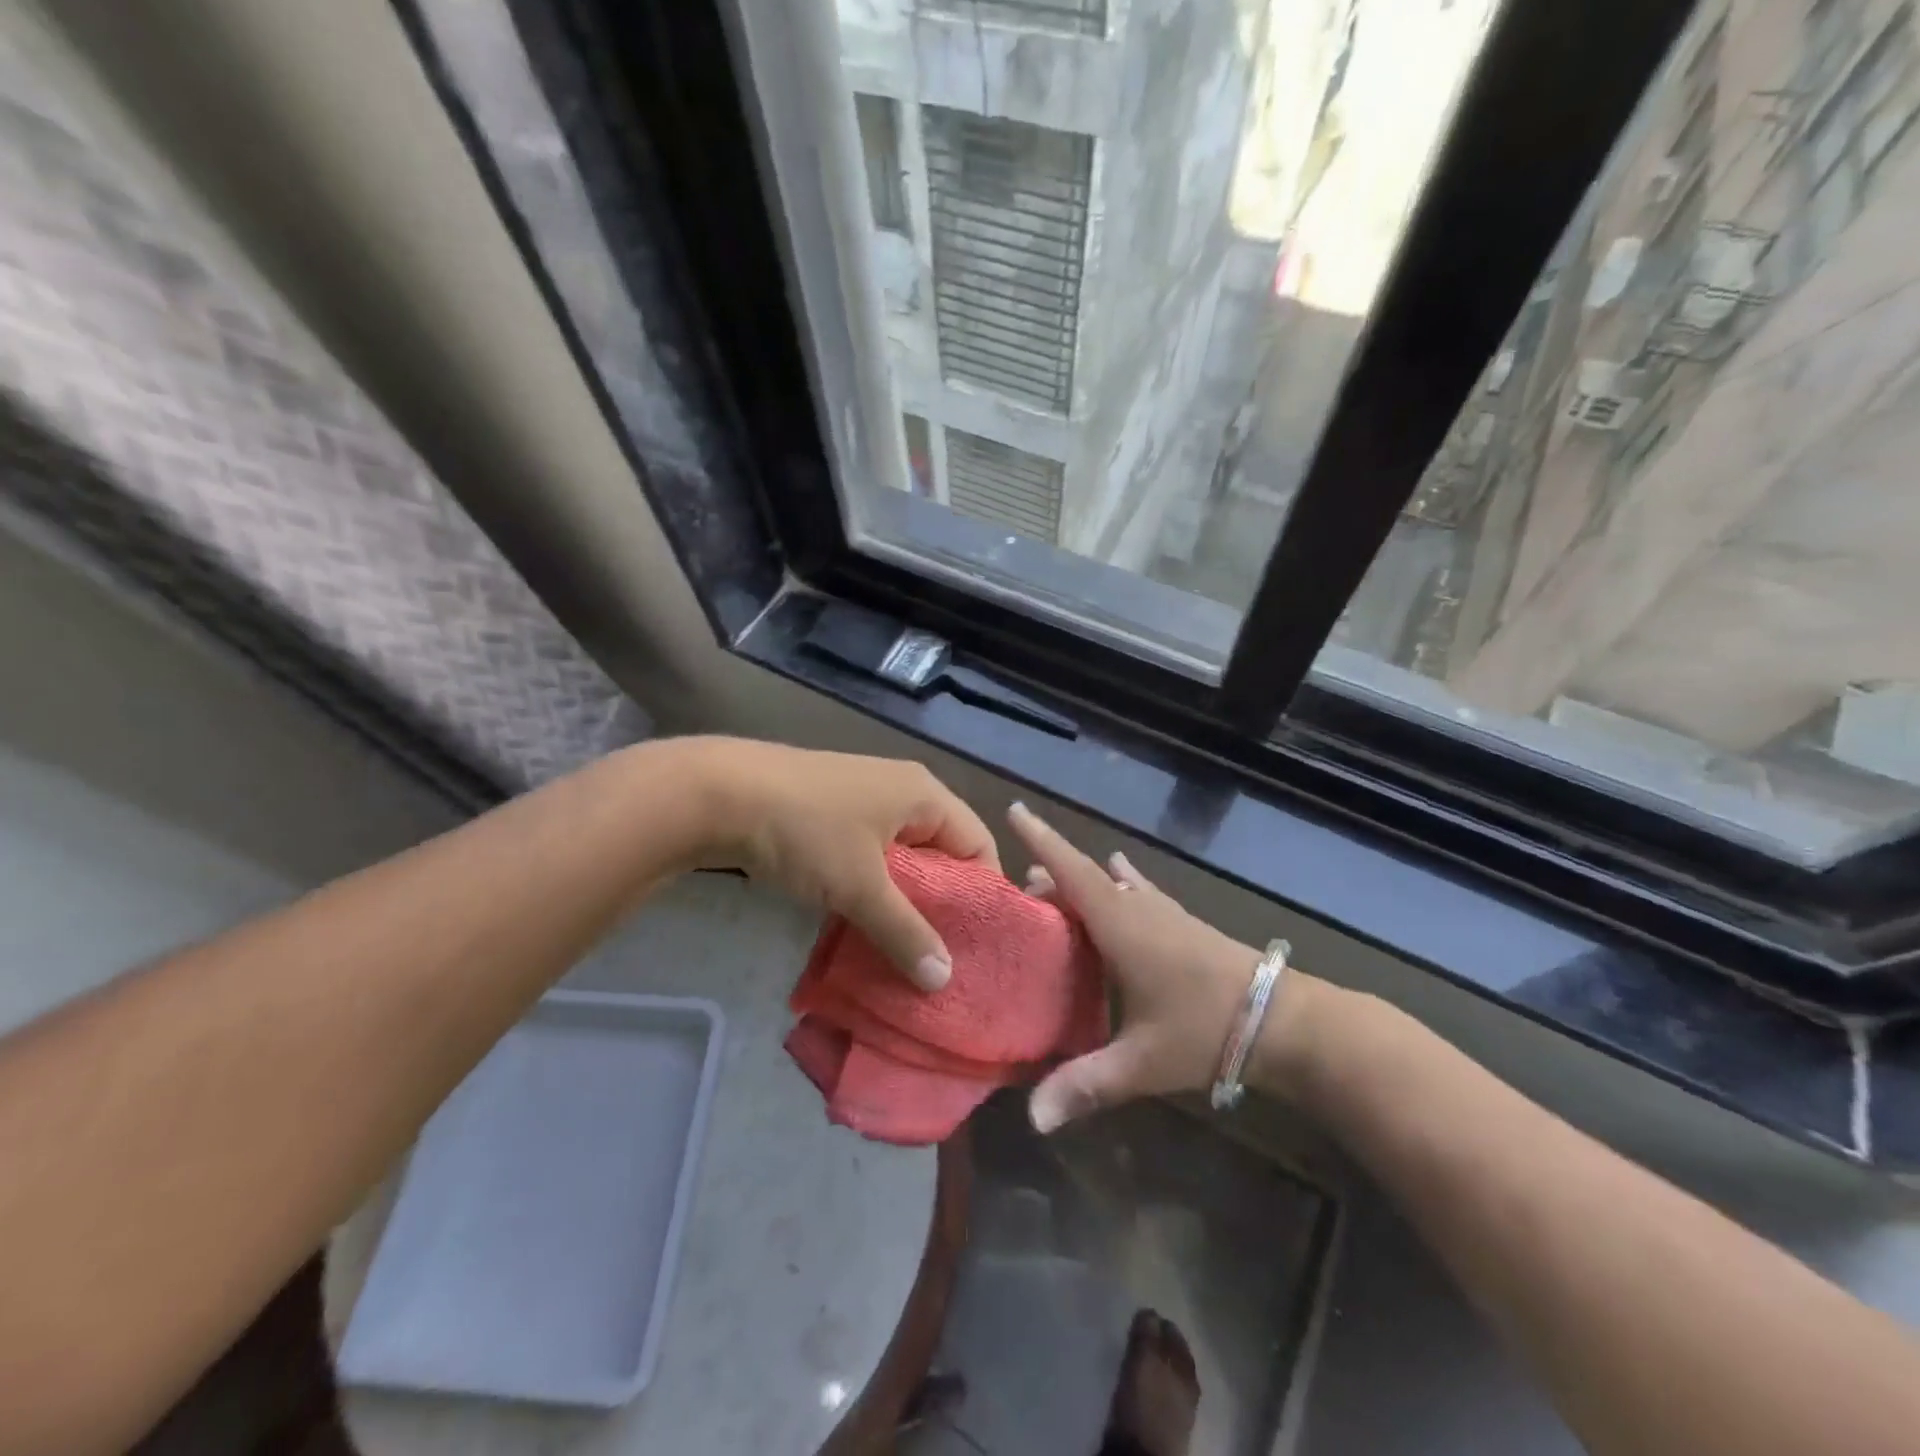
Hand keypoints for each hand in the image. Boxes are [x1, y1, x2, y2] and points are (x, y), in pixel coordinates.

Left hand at [695, 739, 998, 989]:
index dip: (985, 893)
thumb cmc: (807, 830)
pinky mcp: (833, 816)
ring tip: (908, 952)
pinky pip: (872, 858)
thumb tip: (944, 980)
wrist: (719, 794)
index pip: (979, 844)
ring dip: (906, 902)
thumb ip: (905, 932)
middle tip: (945, 957)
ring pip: (904, 859)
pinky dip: (874, 891)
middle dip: (945, 904)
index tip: (980, 944)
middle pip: (944, 853)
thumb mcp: (860, 885)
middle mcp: (903, 792)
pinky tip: (866, 927)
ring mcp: (865, 802)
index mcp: (925, 795)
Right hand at [1009, 801, 1266, 1131]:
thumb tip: (1034, 1121)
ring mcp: (1163, 912)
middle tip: (1016, 897)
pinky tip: (1119, 873)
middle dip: (1048, 877)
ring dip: (1079, 882)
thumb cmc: (1206, 1028)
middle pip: (1083, 878)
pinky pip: (1137, 891)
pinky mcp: (1180, 923)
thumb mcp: (1142, 1062)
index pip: (1071, 871)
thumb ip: (1086, 1084)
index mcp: (1120, 924)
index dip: (1041, 840)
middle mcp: (1137, 907)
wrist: (1283, 1019)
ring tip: (1049, 893)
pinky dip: (1116, 883)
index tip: (1015, 809)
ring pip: (1109, 884)